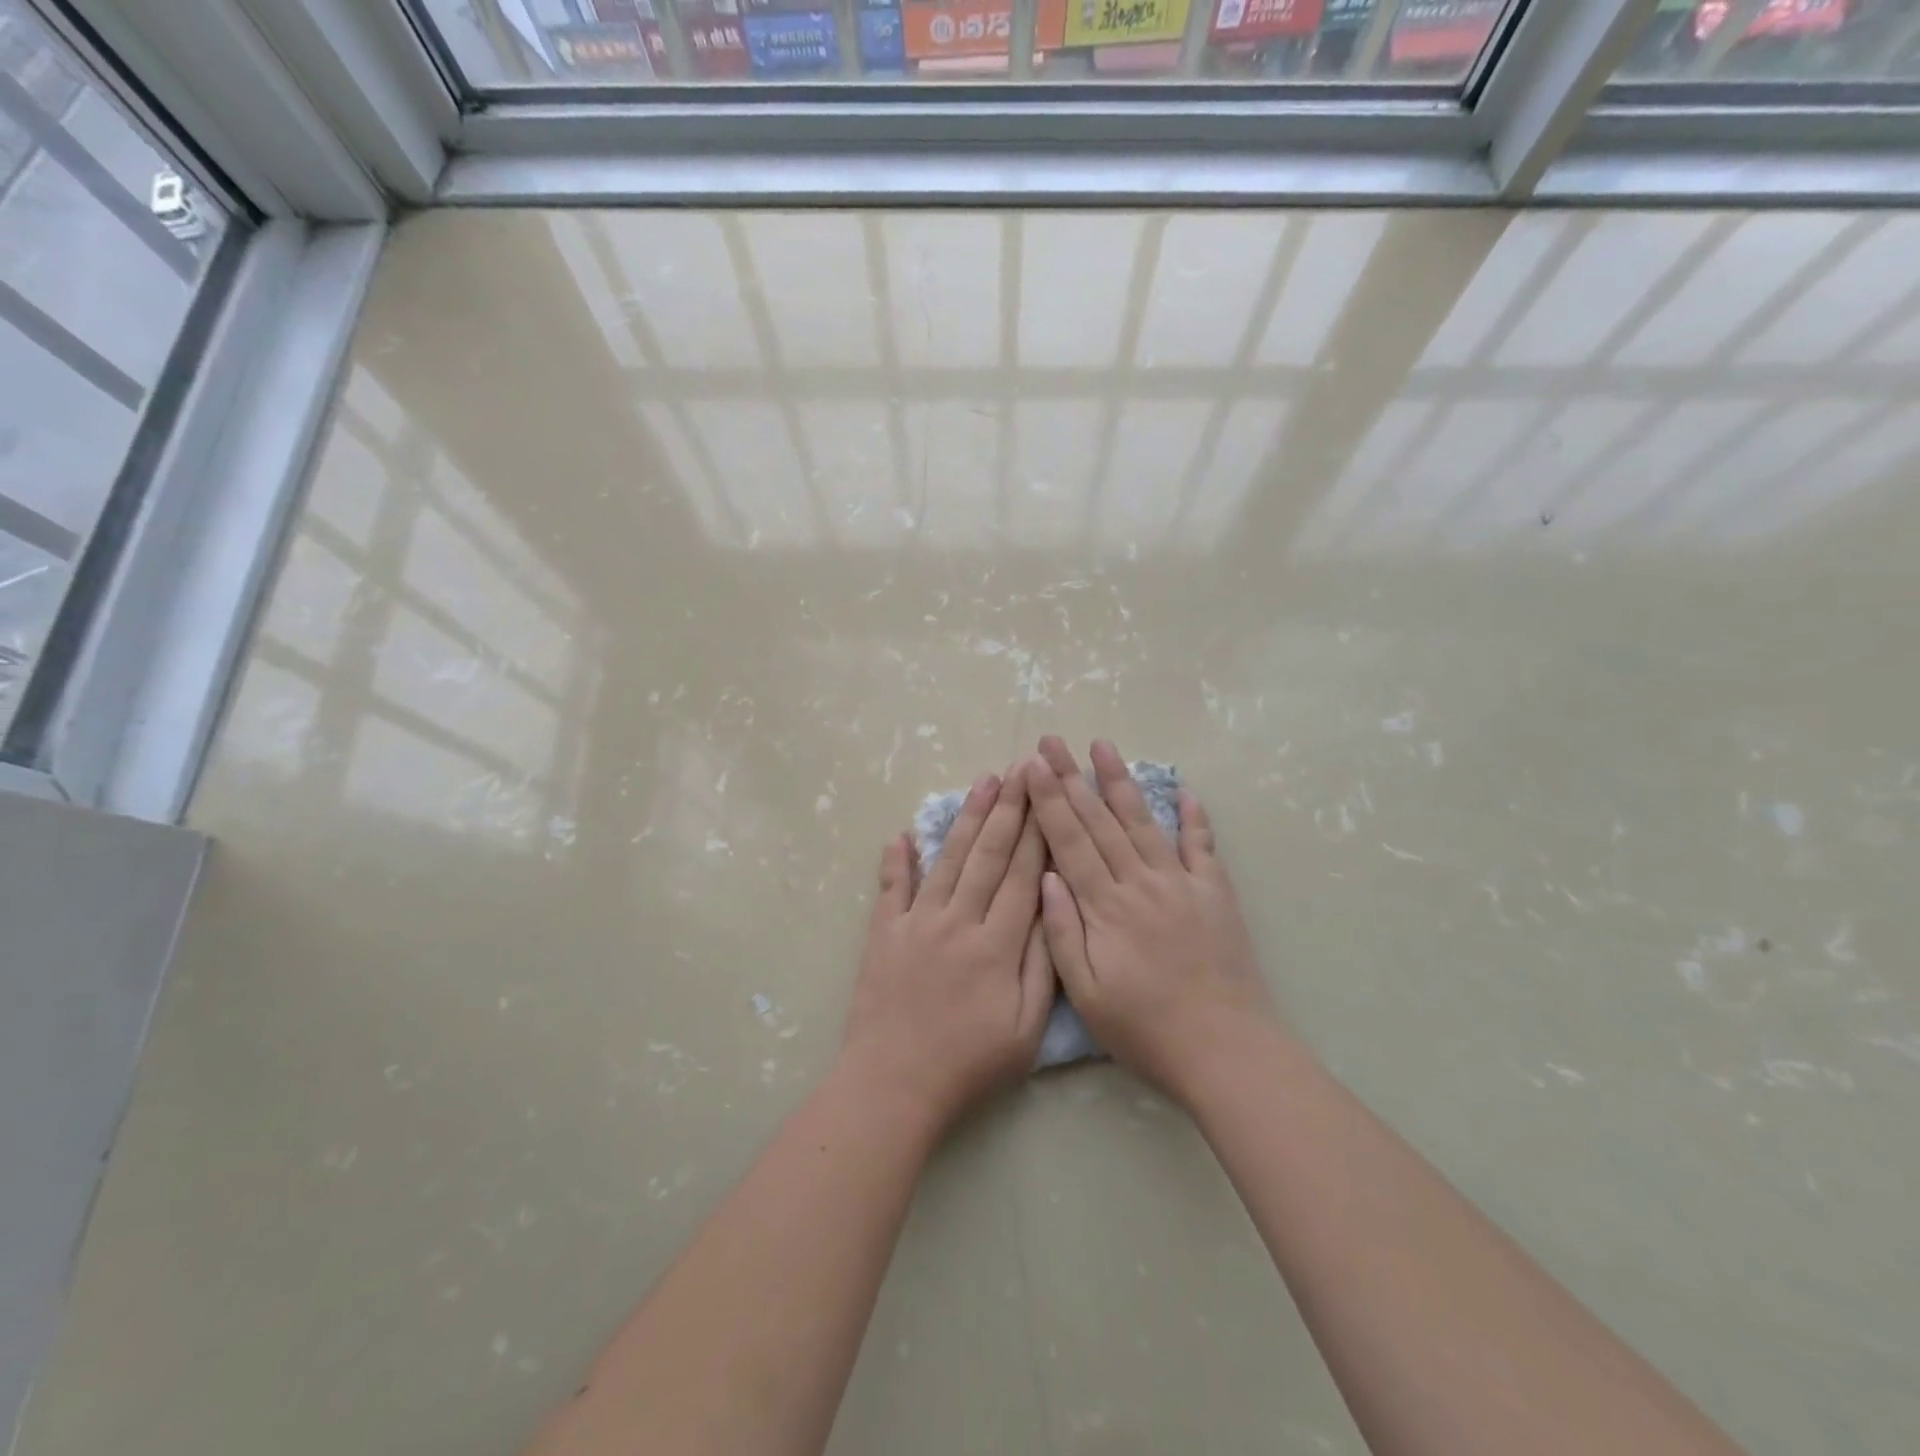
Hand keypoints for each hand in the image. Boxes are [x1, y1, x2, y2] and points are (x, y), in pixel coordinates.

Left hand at [841, 766, 1053, 1135]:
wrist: (894, 1084)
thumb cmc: (969, 1063)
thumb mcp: (1025, 1028)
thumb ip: (1042, 964)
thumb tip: (1050, 906)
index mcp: (997, 944)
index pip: (1023, 874)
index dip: (1038, 831)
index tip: (1049, 794)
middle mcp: (958, 921)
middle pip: (988, 855)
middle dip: (1008, 808)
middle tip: (1021, 768)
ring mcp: (917, 923)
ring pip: (947, 859)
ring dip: (966, 818)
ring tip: (983, 782)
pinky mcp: (883, 933)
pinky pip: (891, 888)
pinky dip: (895, 860)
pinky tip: (900, 833)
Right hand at [1027, 737, 1279, 1103]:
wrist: (1225, 1050)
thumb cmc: (1145, 1029)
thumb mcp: (1087, 994)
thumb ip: (1062, 933)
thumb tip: (1045, 877)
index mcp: (1106, 907)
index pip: (1069, 842)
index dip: (1048, 801)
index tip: (1031, 766)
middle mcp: (1141, 883)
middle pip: (1100, 821)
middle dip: (1072, 777)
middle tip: (1053, 741)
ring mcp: (1181, 884)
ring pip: (1144, 821)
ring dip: (1121, 782)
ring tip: (1103, 745)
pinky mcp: (1215, 894)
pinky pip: (1202, 847)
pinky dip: (1194, 817)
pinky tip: (1185, 790)